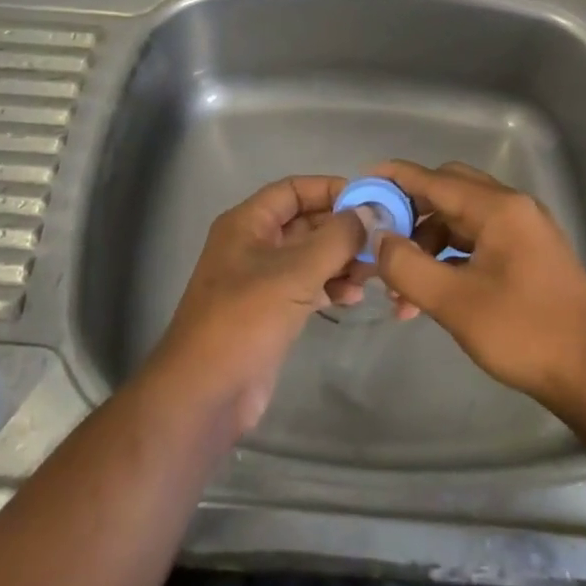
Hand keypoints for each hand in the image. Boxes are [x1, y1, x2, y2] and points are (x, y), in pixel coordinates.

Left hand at [148, 176, 365, 433]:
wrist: (205, 394)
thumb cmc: (244, 319)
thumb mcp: (294, 273)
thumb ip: (336, 239)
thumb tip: (369, 213)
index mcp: (247, 223)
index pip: (292, 190)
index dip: (328, 190)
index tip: (368, 201)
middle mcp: (253, 244)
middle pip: (304, 223)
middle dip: (341, 230)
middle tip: (379, 242)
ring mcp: (261, 280)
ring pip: (309, 256)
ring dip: (340, 260)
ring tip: (372, 274)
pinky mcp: (270, 312)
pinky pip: (306, 286)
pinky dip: (330, 286)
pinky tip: (353, 298)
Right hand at [371, 160, 585, 411]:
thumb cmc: (523, 333)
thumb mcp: (455, 303)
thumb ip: (408, 265)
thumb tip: (379, 238)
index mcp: (498, 208)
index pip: (435, 179)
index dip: (396, 179)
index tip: (363, 182)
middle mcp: (513, 207)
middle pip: (449, 191)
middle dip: (412, 213)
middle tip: (383, 239)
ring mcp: (525, 229)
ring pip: (463, 219)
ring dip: (430, 244)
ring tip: (404, 290)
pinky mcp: (530, 254)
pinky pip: (480, 239)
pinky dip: (452, 256)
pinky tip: (435, 290)